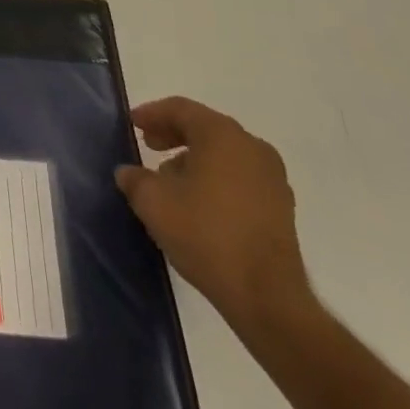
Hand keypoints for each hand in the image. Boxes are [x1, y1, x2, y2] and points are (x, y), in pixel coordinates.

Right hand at [116, 97, 311, 331]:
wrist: (268, 299)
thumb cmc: (207, 235)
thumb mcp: (153, 203)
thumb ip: (135, 179)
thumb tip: (127, 173)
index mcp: (221, 134)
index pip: (180, 109)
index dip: (152, 114)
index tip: (133, 123)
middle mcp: (251, 147)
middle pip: (204, 128)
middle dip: (173, 135)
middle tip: (149, 146)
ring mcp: (272, 179)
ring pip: (224, 154)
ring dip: (195, 159)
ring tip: (170, 181)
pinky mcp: (282, 209)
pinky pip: (241, 178)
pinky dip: (217, 180)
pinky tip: (199, 204)